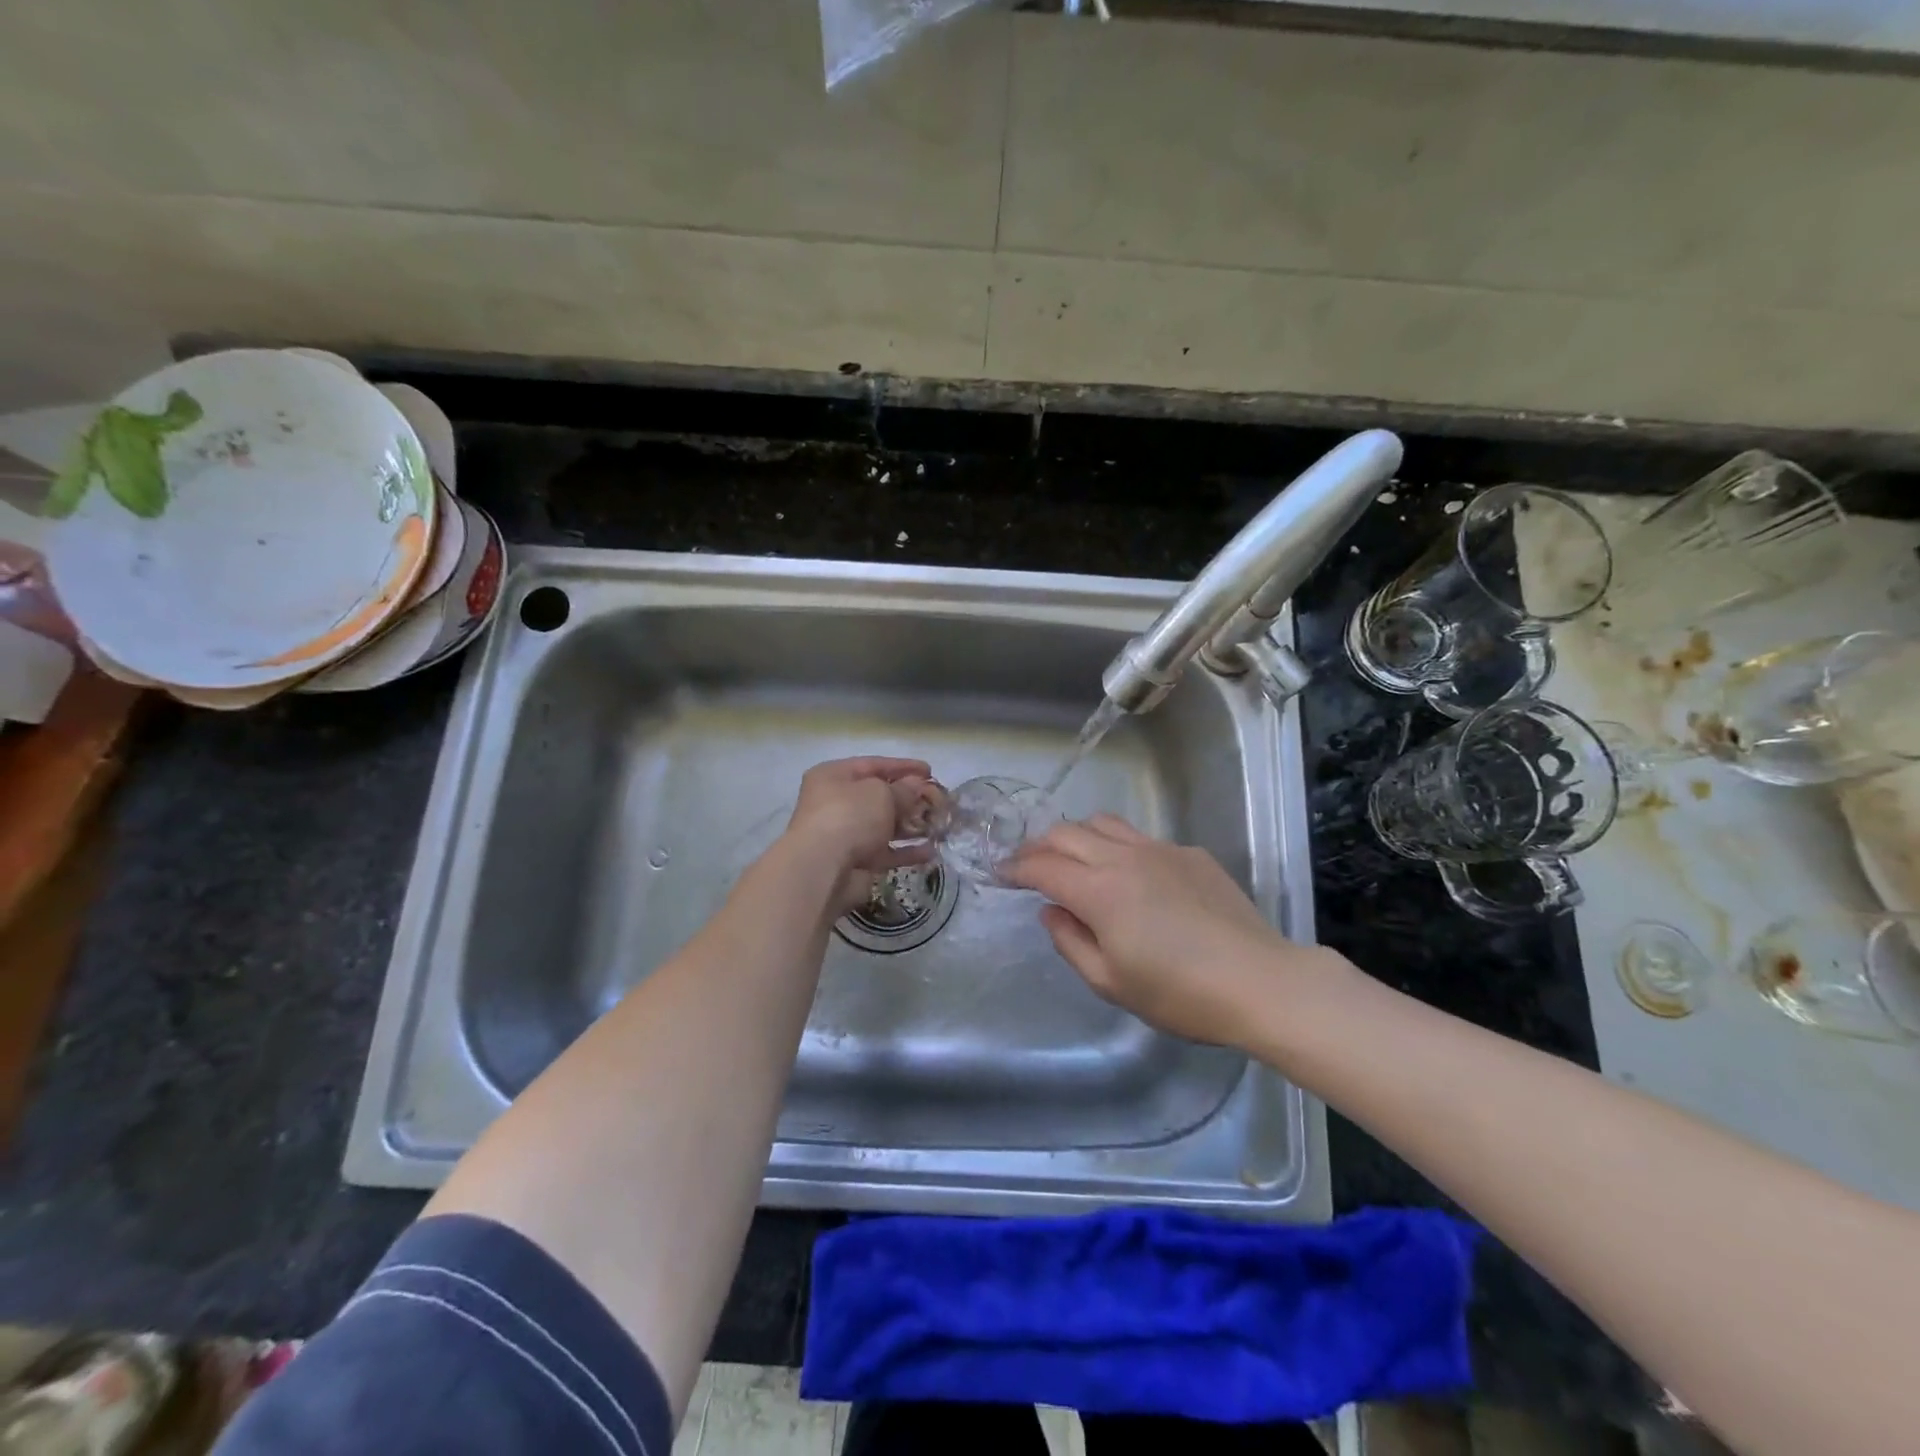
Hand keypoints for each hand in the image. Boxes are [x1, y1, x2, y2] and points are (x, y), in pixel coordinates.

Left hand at [784, 757, 938, 914]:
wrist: (824, 868)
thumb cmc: (850, 815)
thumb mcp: (881, 793)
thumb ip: (903, 789)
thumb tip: (916, 785)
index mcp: (833, 776)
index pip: (873, 764)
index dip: (903, 766)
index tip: (930, 771)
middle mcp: (835, 803)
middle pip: (877, 796)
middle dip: (908, 798)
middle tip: (937, 799)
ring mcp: (844, 834)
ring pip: (883, 826)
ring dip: (910, 826)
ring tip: (938, 824)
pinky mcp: (855, 862)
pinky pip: (885, 852)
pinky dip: (906, 851)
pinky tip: (930, 851)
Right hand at [1004, 814, 1324, 1046]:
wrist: (1260, 982)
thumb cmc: (1180, 994)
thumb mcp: (1111, 982)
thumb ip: (1070, 942)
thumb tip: (1051, 911)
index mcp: (1100, 891)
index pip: (1043, 866)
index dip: (1016, 867)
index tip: (1001, 872)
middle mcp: (1124, 858)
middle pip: (1067, 833)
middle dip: (1039, 845)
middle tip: (1028, 863)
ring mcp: (1160, 849)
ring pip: (1104, 823)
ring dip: (1077, 835)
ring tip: (1072, 857)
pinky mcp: (1190, 853)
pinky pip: (1141, 838)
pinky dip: (1118, 847)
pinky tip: (1130, 875)